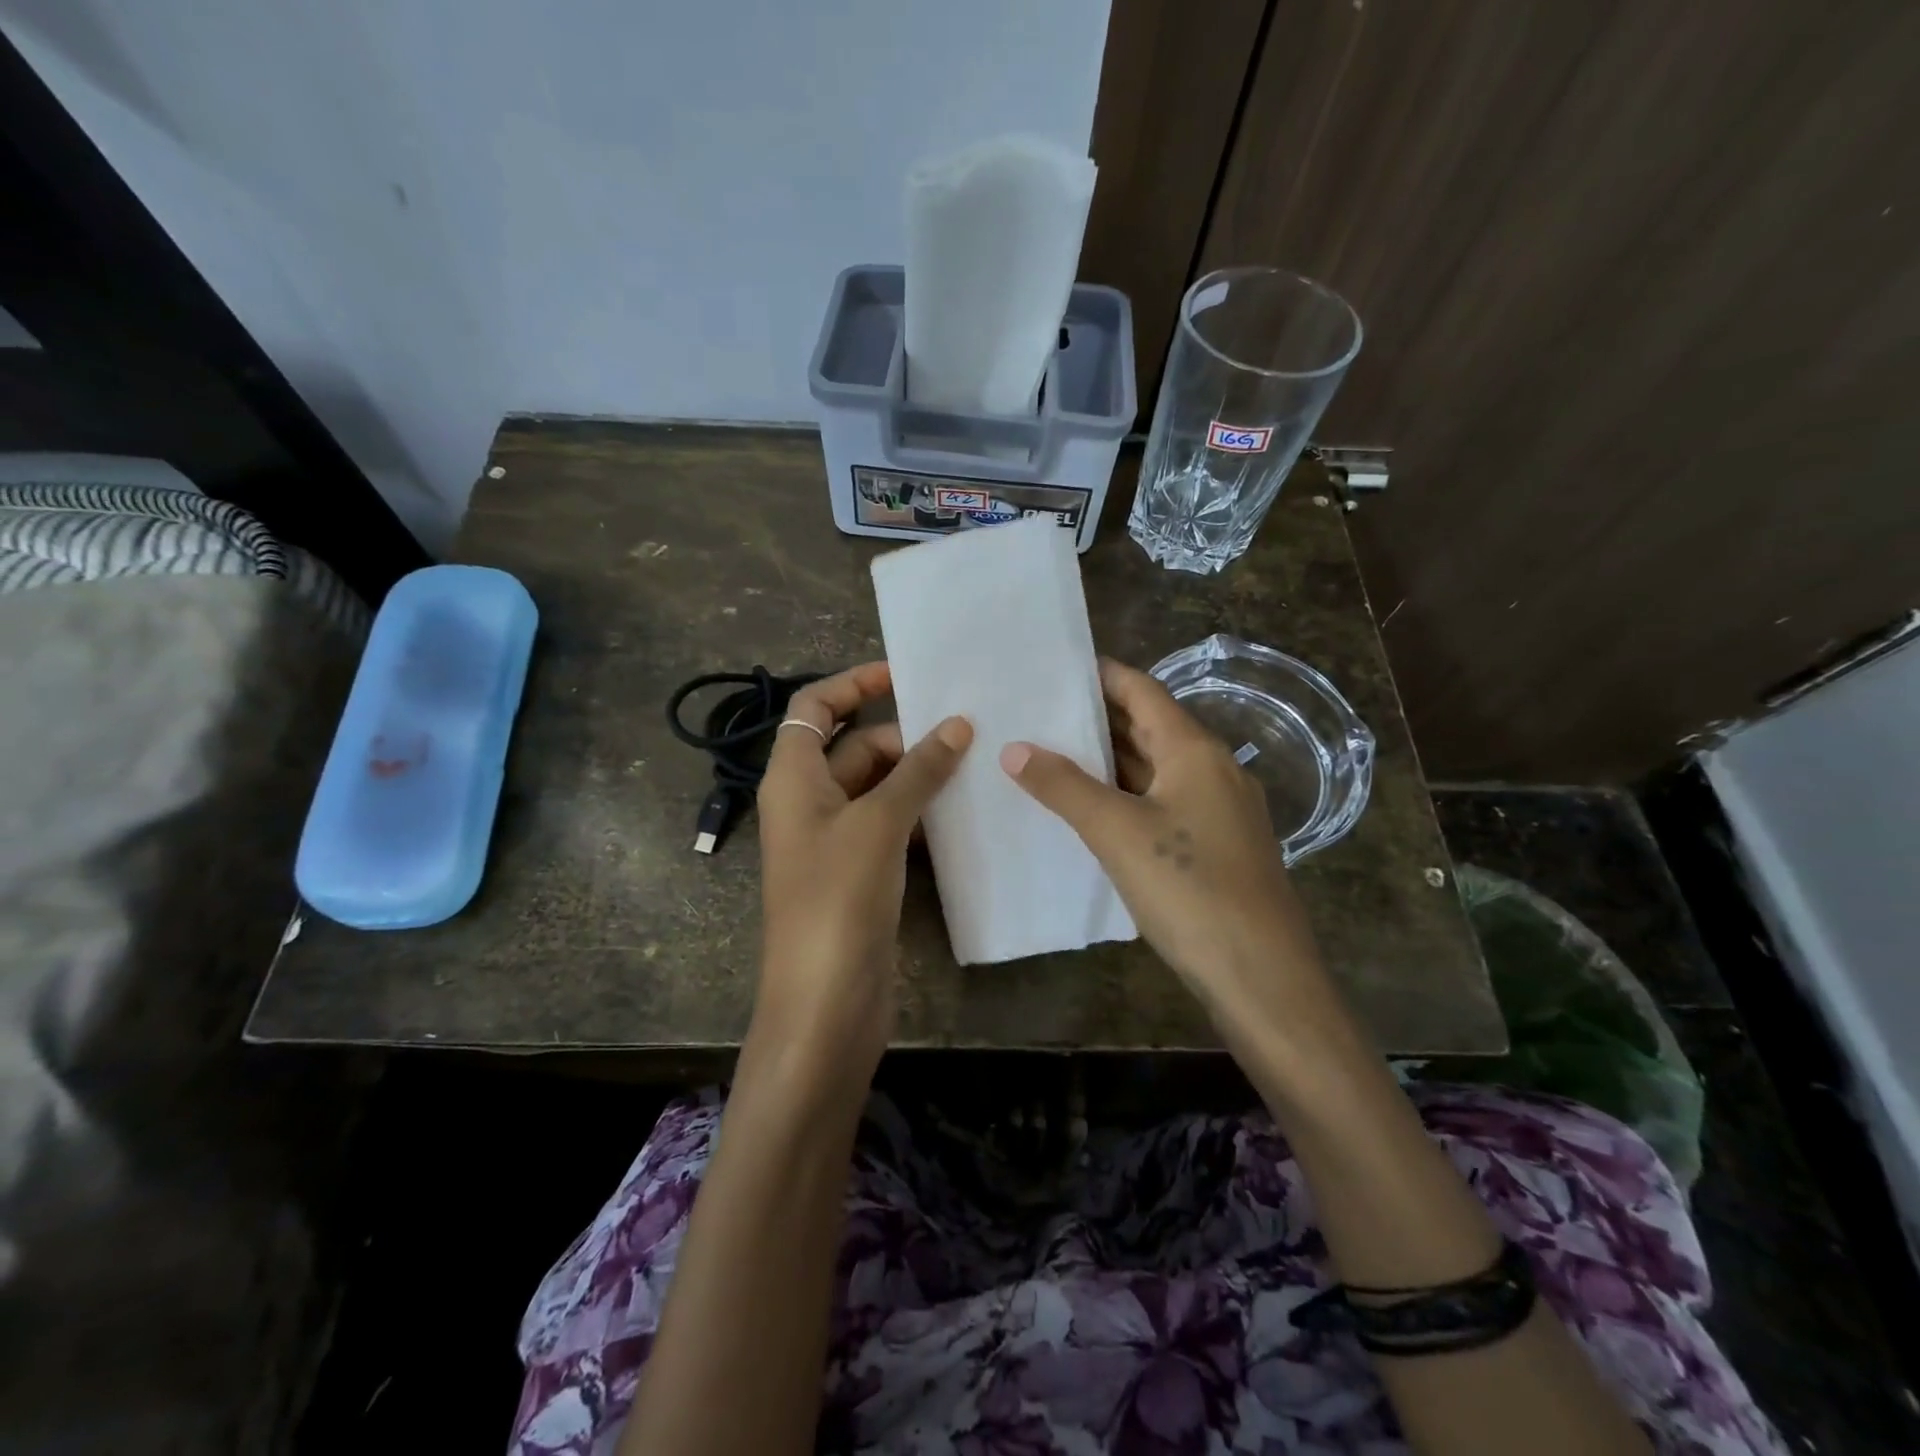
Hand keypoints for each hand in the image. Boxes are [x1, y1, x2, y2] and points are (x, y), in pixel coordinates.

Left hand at [753, 662, 971, 1083]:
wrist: (824, 1005)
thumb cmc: (837, 901)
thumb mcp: (878, 824)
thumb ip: (918, 771)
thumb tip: (957, 724)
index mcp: (793, 778)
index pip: (815, 706)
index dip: (854, 683)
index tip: (906, 675)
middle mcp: (809, 802)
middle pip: (855, 746)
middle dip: (905, 736)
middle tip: (967, 732)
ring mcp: (835, 840)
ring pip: (878, 787)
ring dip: (919, 775)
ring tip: (977, 763)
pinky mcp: (860, 873)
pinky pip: (891, 825)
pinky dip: (921, 813)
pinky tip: (963, 811)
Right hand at [999, 658, 1324, 1028]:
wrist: (1261, 975)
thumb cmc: (1189, 889)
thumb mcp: (1117, 832)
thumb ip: (1064, 787)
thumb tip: (1013, 749)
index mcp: (1195, 751)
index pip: (1143, 691)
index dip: (1103, 675)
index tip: (1056, 667)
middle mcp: (1212, 769)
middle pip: (1151, 726)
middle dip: (1099, 716)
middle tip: (1041, 709)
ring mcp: (1218, 809)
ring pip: (1156, 768)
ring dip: (1110, 759)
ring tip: (1053, 751)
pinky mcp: (1216, 846)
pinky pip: (1163, 801)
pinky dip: (1126, 794)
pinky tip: (1092, 808)